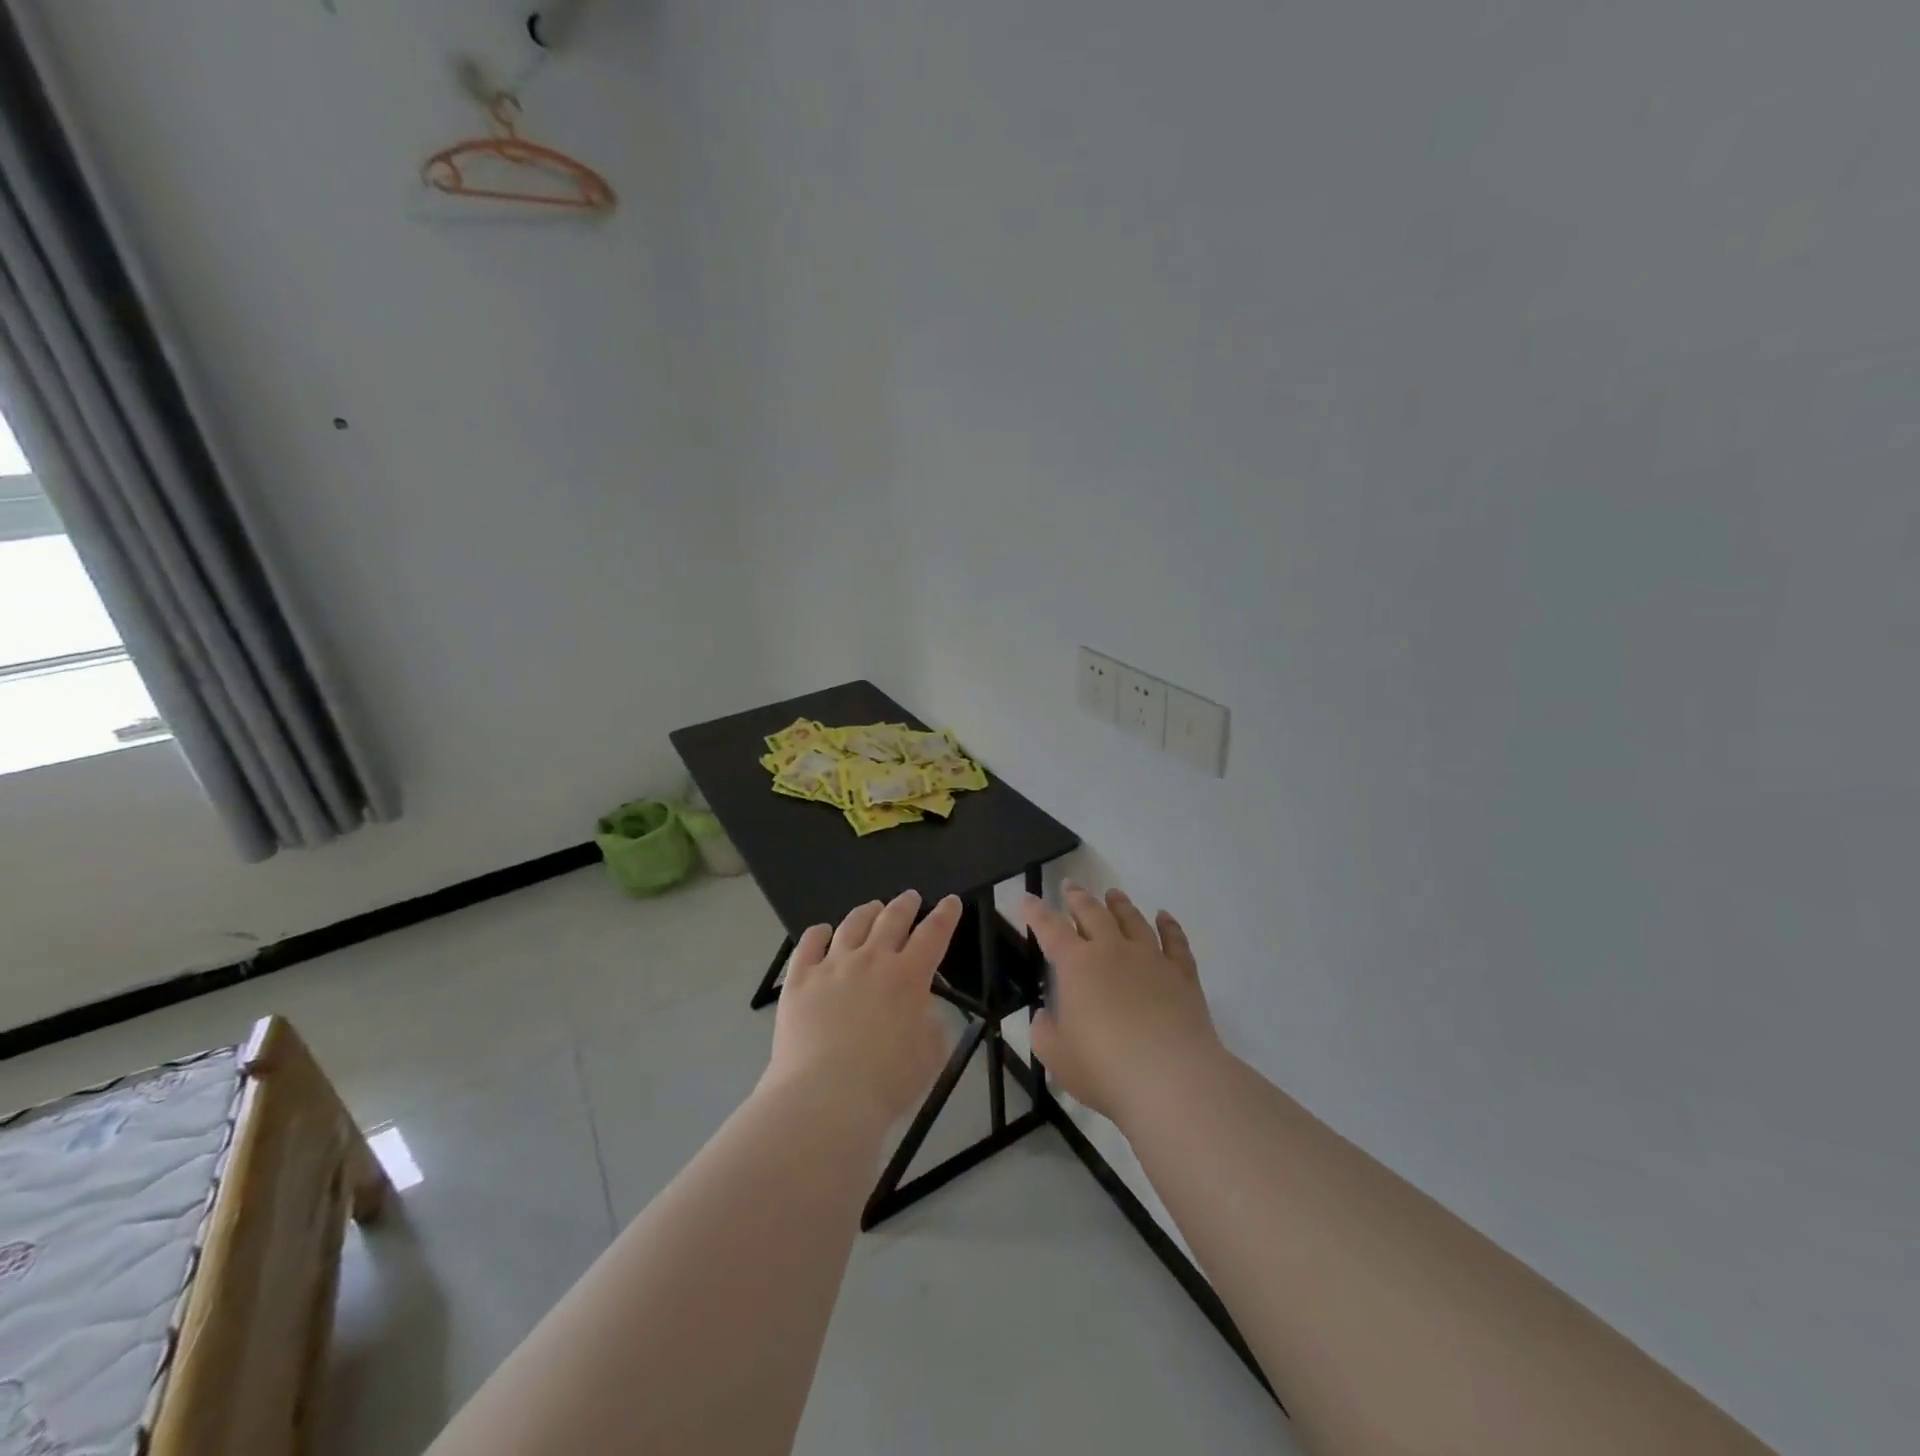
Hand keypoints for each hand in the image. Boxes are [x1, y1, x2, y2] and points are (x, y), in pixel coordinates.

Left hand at [762, 889, 960, 1127]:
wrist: (824, 1098)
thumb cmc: (886, 1083)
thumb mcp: (930, 1056)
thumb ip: (931, 1024)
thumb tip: (922, 1007)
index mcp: (908, 977)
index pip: (933, 934)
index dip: (945, 915)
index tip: (951, 901)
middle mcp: (871, 960)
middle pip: (892, 919)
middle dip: (905, 904)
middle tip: (911, 897)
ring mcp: (832, 966)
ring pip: (852, 924)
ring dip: (867, 911)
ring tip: (873, 907)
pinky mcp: (799, 979)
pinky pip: (809, 943)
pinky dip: (819, 933)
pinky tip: (823, 931)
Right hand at [1026, 883, 1223, 1124]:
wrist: (1171, 1079)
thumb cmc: (1104, 1069)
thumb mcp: (1057, 1056)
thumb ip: (1045, 1032)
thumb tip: (1045, 1016)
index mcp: (1077, 965)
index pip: (1050, 929)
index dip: (1036, 912)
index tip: (1027, 897)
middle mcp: (1113, 951)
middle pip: (1093, 913)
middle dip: (1078, 898)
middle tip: (1071, 887)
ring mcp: (1151, 959)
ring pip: (1133, 920)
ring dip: (1120, 905)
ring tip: (1113, 894)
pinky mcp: (1182, 975)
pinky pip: (1175, 941)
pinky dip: (1169, 925)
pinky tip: (1164, 917)